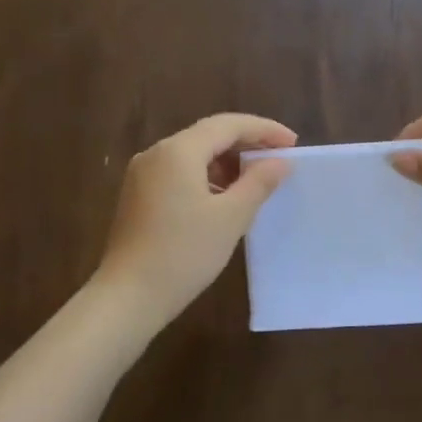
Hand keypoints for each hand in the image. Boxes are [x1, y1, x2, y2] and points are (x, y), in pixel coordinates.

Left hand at [96, 114, 295, 324]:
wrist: (128, 296)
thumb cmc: (184, 253)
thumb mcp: (230, 217)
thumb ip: (258, 183)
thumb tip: (280, 162)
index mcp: (178, 151)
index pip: (228, 125)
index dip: (263, 130)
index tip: (293, 143)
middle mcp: (156, 154)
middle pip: (208, 135)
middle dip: (245, 144)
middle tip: (279, 159)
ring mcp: (142, 175)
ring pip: (192, 155)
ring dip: (226, 162)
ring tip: (256, 181)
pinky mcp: (138, 196)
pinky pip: (178, 173)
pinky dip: (206, 177)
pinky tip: (223, 198)